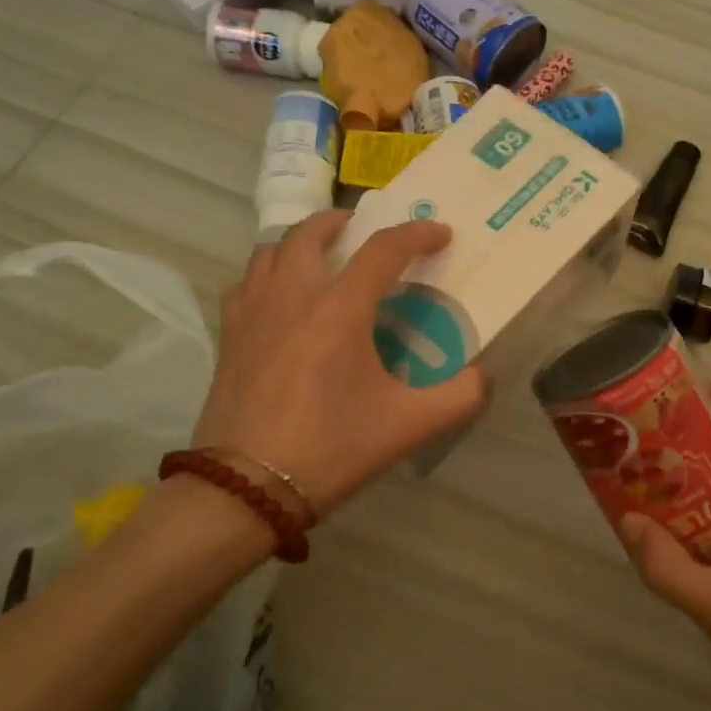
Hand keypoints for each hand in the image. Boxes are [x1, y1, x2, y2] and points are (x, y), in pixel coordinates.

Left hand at [194, 212, 488, 515]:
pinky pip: (247, 282)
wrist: (245, 488)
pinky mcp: (229, 334)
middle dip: (344, 222)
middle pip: (312, 231)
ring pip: (272, 249)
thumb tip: (481, 376)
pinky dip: (268, 274)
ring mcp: (253, 311)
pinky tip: (280, 299)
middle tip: (365, 233)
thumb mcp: (408, 427)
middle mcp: (293, 295)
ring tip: (321, 259)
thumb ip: (459, 397)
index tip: (439, 234)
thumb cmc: (330, 449)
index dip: (417, 234)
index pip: (383, 249)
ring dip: (301, 242)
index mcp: (340, 309)